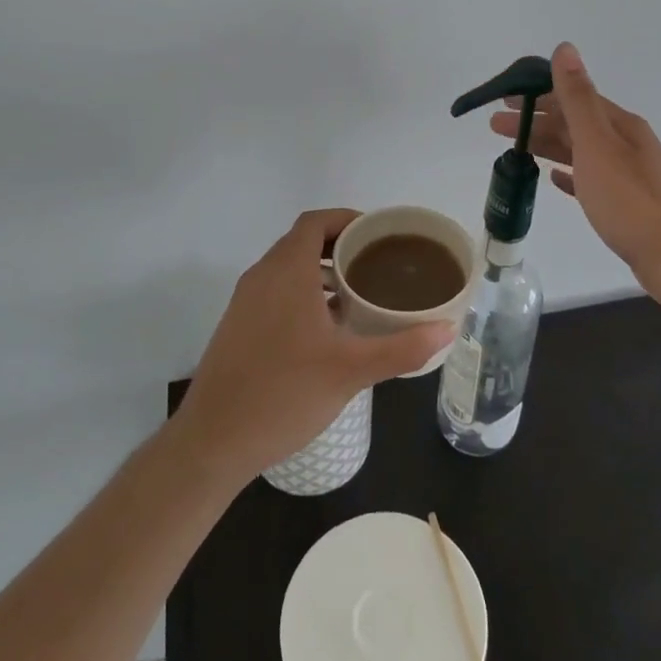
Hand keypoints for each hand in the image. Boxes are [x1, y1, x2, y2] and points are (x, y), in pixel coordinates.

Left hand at [174, 209, 453, 483]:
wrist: (213, 441)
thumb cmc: (284, 394)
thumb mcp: (351, 371)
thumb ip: (401, 348)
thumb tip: (447, 329)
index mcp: (286, 271)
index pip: (315, 222)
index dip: (347, 219)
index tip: (379, 234)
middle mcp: (261, 276)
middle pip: (302, 241)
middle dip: (340, 245)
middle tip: (378, 263)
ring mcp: (245, 301)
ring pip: (287, 268)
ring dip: (321, 270)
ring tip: (358, 292)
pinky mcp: (237, 325)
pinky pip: (275, 290)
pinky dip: (303, 292)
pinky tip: (327, 328)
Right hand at [492, 43, 660, 296]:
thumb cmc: (631, 200)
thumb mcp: (597, 144)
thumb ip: (578, 98)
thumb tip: (564, 47)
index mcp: (620, 125)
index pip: (572, 98)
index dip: (537, 95)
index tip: (504, 99)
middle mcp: (627, 143)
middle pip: (574, 124)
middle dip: (536, 121)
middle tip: (496, 126)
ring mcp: (629, 174)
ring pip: (580, 150)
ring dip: (548, 146)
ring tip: (517, 150)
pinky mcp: (628, 204)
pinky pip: (590, 179)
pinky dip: (570, 174)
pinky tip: (555, 180)